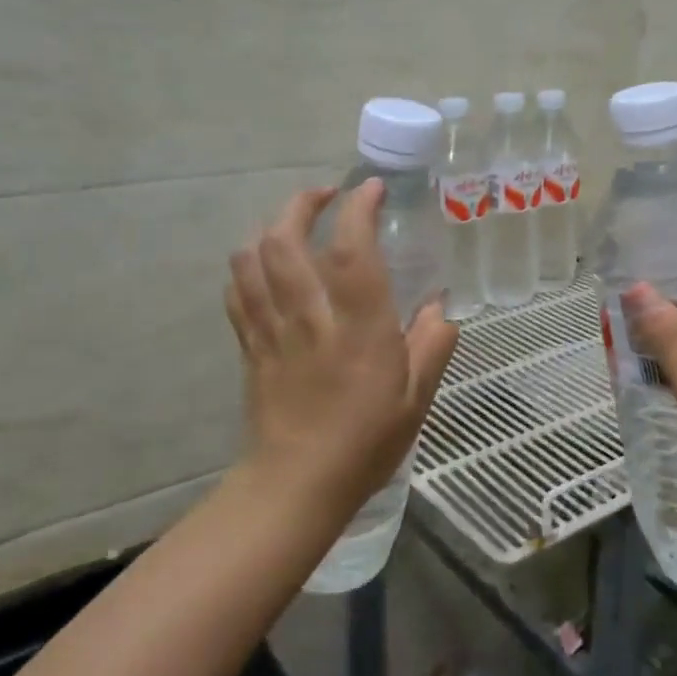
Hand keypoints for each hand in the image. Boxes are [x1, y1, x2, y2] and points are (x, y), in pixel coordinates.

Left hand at [224, 181, 458, 522]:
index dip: (360, 209)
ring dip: (270, 226)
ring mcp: (272, 329)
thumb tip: (439, 307)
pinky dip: (248, 264)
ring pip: (251, 258)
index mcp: (359, 328)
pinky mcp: (249, 345)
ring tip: (295, 223)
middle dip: (302, 203)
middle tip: (327, 195)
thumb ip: (433, 345)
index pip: (353, 251)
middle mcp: (310, 318)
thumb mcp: (417, 398)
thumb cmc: (365, 442)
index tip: (371, 190)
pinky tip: (266, 265)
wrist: (296, 486)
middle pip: (284, 240)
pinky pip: (237, 290)